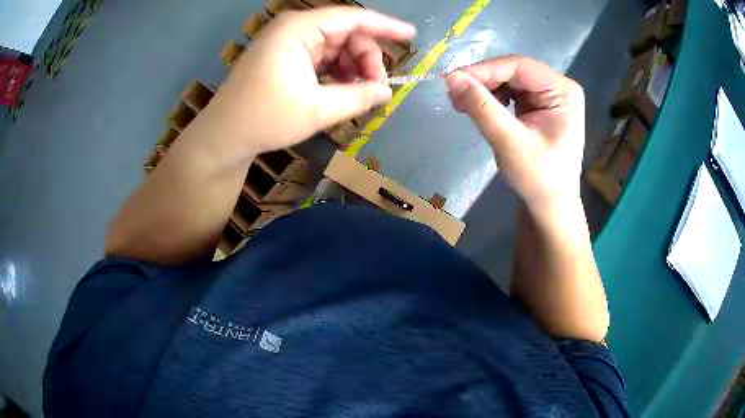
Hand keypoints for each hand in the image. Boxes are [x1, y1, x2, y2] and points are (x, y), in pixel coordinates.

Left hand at [211, 7, 415, 155]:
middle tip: (376, 88)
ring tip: (359, 94)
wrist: (224, 136)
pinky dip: (336, 72)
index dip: (385, 26)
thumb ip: (358, 97)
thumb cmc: (266, 118)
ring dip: (352, 67)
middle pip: (346, 33)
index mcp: (299, 28)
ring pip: (335, 46)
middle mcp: (294, 28)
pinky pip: (321, 57)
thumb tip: (387, 91)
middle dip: (365, 58)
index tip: (411, 36)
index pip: (353, 17)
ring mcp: (288, 42)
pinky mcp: (284, 56)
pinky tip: (343, 90)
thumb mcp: (318, 109)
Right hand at [446, 55, 584, 209]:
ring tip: (461, 104)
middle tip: (453, 94)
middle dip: (483, 81)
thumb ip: (482, 108)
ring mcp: (549, 96)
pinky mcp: (539, 106)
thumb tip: (451, 77)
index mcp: (563, 91)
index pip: (520, 67)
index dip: (485, 69)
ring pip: (509, 80)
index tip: (452, 79)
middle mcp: (558, 87)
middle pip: (514, 71)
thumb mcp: (509, 142)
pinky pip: (510, 92)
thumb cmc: (538, 178)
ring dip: (484, 89)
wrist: (550, 206)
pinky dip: (491, 98)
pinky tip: (478, 109)